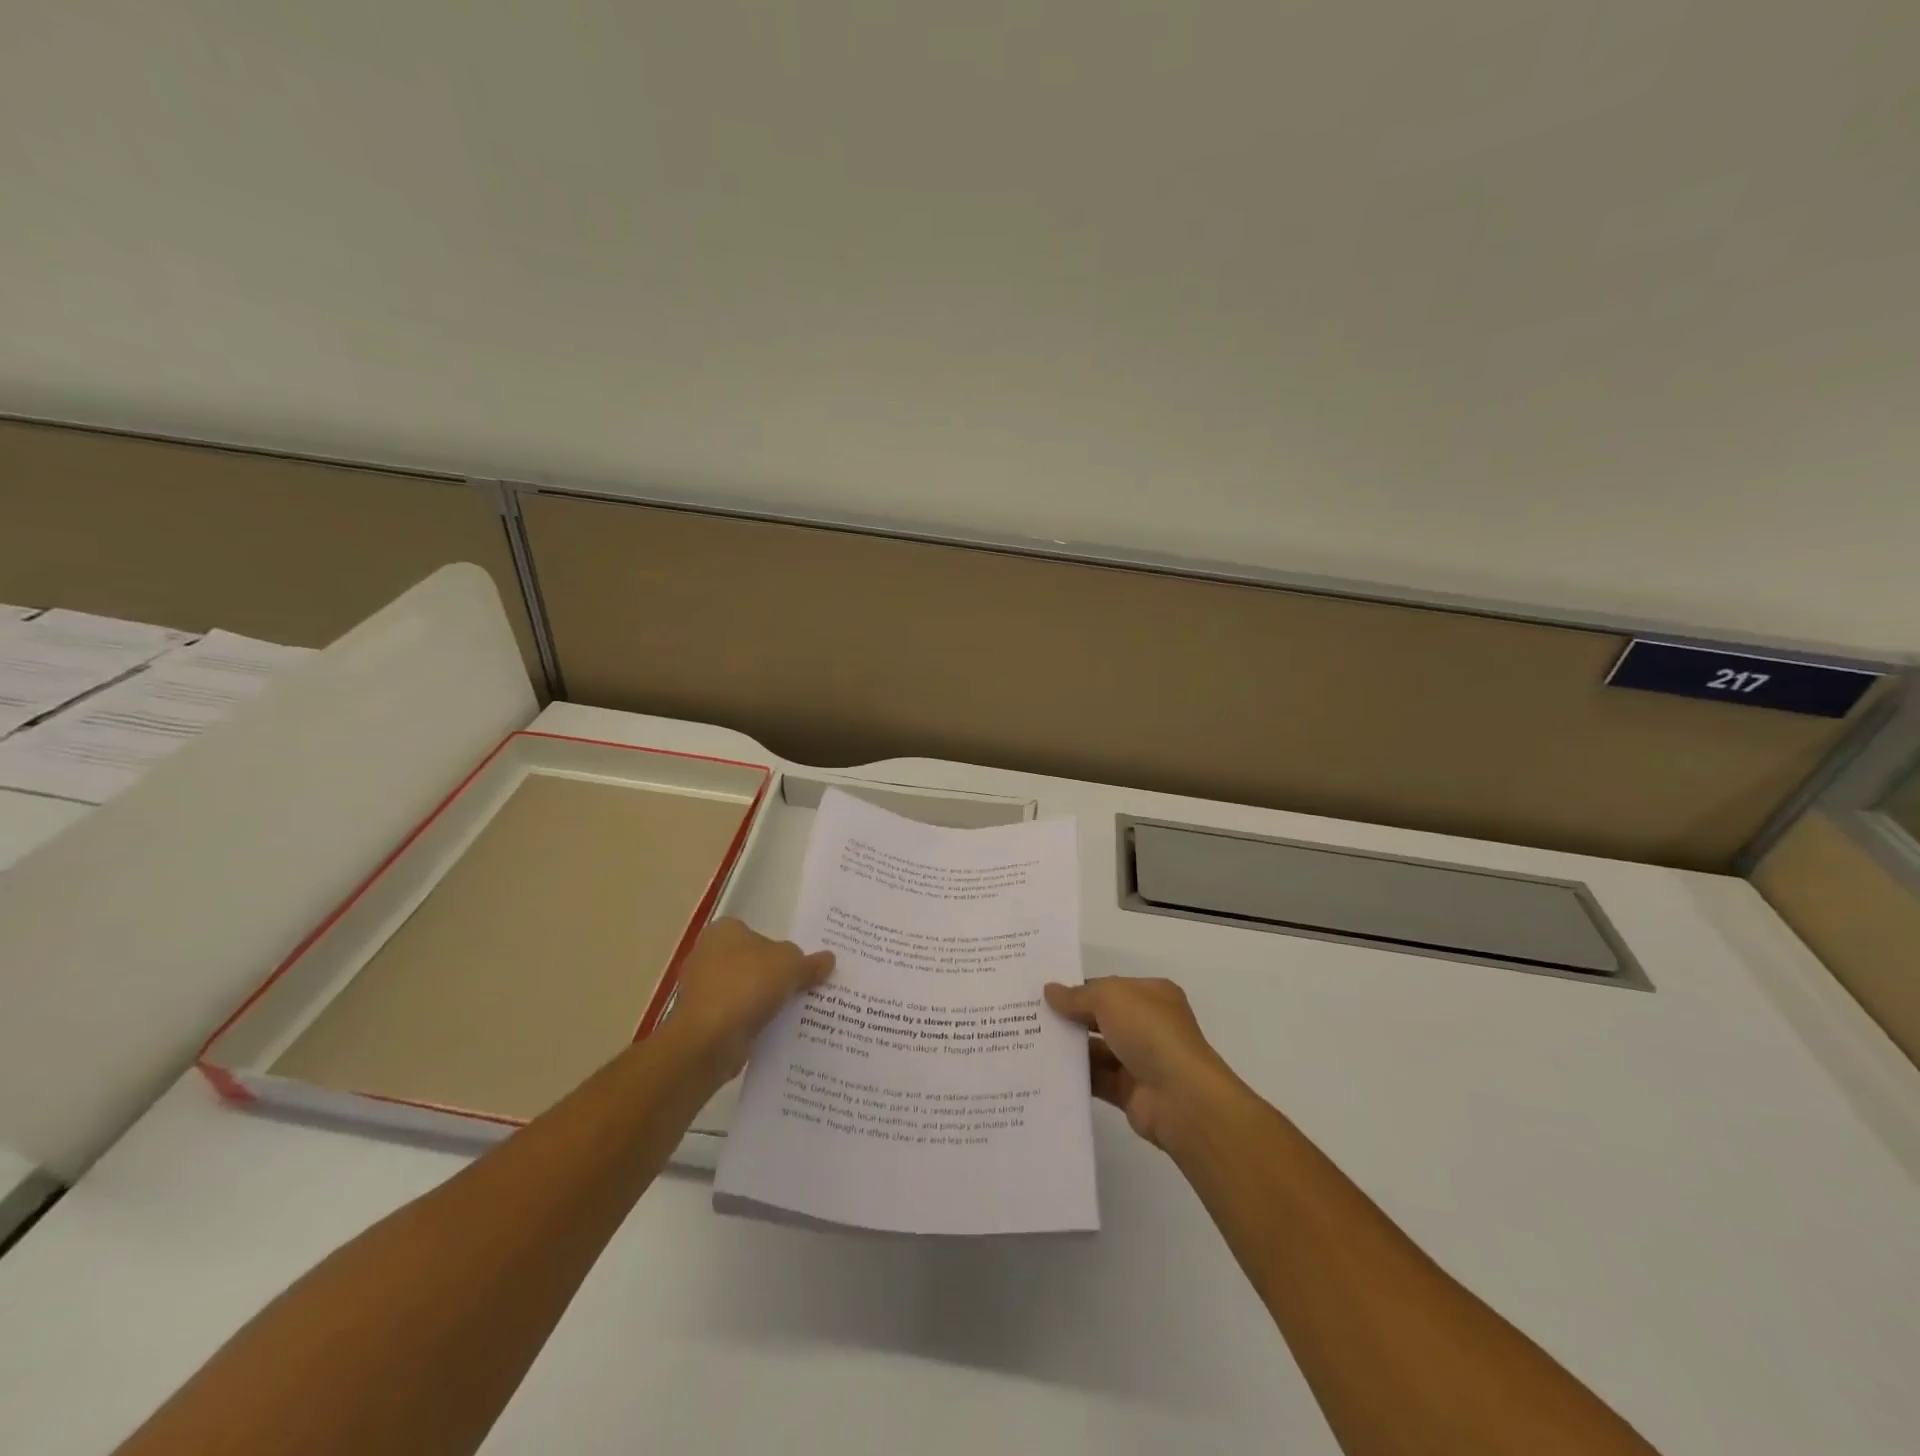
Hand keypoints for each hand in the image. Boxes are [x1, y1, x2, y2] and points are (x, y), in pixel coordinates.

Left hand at [667, 919, 833, 1081]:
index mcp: (724, 931)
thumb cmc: (748, 984)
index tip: (800, 964)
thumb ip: (810, 962)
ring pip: (744, 990)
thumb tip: (828, 959)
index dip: (780, 947)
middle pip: (751, 962)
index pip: (758, 933)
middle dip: (773, 975)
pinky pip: (736, 1015)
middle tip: (803, 985)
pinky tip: (775, 1029)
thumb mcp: (791, 965)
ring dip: (763, 1000)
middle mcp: (707, 955)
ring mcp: (701, 989)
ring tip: (795, 1010)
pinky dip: (752, 1021)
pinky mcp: (702, 1020)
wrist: (709, 1038)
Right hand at [1043, 976, 1238, 1150]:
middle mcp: (1148, 1025)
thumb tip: (1050, 990)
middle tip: (1029, 1017)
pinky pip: (1097, 1079)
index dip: (1078, 989)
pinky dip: (1075, 1076)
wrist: (1180, 1097)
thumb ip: (1077, 995)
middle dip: (1070, 1018)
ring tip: (1029, 1043)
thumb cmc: (1149, 1032)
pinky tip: (1045, 1071)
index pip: (1109, 987)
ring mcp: (1140, 1060)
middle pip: (1101, 1018)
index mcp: (1151, 995)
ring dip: (1069, 1048)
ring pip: (1097, 1050)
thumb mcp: (1110, 998)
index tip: (1044, 993)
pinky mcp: (1130, 1092)